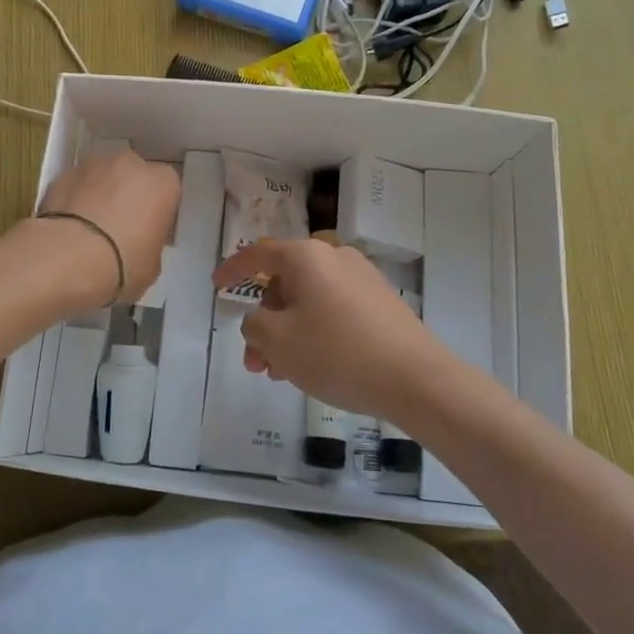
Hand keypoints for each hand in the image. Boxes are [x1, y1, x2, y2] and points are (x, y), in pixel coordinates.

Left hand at [36, 148, 181, 308]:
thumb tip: (138, 244)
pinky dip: (75, 200)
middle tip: (120, 228)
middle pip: (134, 177)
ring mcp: (93, 165)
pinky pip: (76, 187)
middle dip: (128, 196)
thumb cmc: (123, 263)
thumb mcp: (152, 265)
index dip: (157, 212)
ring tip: (90, 229)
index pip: (167, 191)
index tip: (149, 233)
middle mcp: (131, 164)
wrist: (67, 258)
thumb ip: (150, 243)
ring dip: (101, 195)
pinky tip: (69, 228)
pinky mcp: (62, 174)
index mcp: (163, 182)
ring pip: (103, 177)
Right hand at [211, 237, 452, 424]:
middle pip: (285, 283)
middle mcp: (336, 257)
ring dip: (288, 333)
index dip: (233, 269)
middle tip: (256, 362)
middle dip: (264, 322)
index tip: (217, 286)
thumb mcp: (278, 341)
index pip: (259, 254)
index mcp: (307, 256)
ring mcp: (363, 279)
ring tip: (282, 374)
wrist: (417, 379)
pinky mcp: (382, 303)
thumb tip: (260, 320)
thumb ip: (254, 325)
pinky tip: (314, 368)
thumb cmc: (337, 353)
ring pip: (309, 301)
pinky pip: (334, 311)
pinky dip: (315, 333)